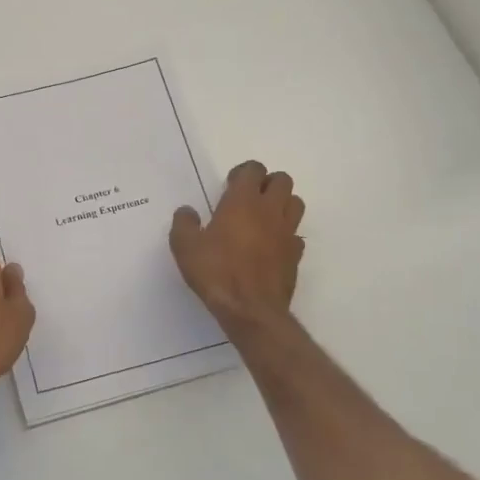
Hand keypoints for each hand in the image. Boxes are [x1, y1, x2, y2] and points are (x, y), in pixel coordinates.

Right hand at [170, 161, 304, 332]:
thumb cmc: (216, 272)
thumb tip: (187, 211)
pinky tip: (269, 247)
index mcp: (243, 202)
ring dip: (281, 204)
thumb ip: (184, 224)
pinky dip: (285, 234)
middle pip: (282, 180)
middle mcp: (270, 210)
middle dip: (267, 183)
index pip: (254, 169)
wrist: (251, 310)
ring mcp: (287, 232)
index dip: (242, 173)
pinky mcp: (296, 255)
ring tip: (262, 219)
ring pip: (295, 203)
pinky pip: (295, 234)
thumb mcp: (185, 247)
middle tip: (248, 199)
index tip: (229, 186)